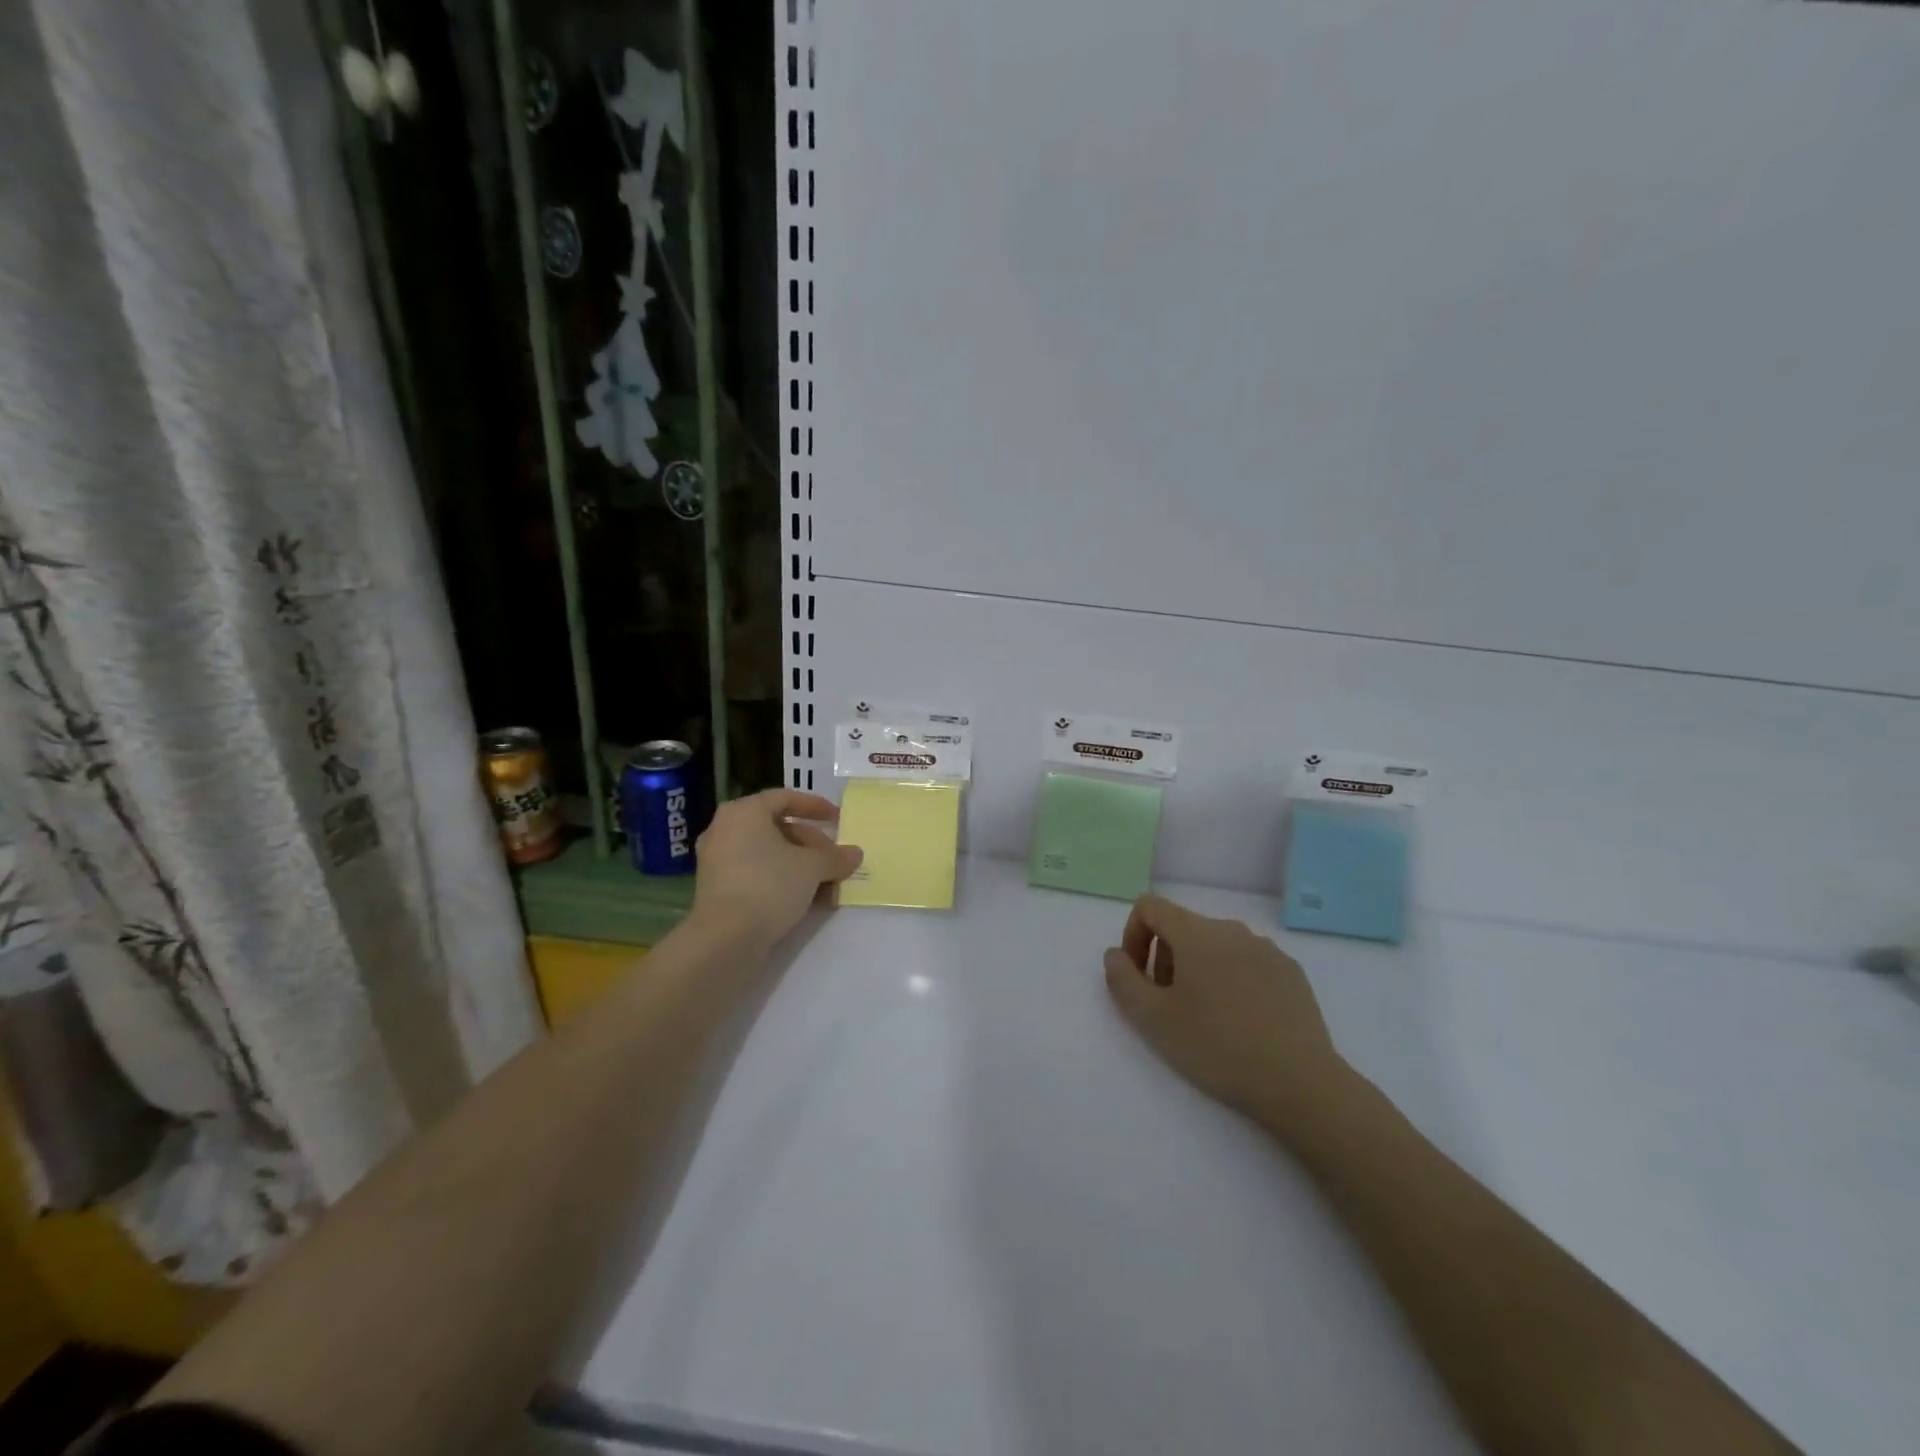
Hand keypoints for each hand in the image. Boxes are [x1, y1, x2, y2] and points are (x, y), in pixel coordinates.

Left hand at [691, 790, 862, 947]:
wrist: (726, 938)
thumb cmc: (770, 885)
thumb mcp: (812, 867)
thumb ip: (836, 857)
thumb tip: (855, 854)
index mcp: (744, 812)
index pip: (785, 798)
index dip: (815, 806)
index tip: (838, 819)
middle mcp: (725, 830)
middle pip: (777, 828)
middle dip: (811, 844)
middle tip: (835, 859)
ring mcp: (718, 861)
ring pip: (768, 854)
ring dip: (800, 866)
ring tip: (827, 883)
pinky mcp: (718, 890)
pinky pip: (756, 874)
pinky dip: (781, 880)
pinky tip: (807, 900)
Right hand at [1103, 895, 1350, 1136]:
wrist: (1300, 1083)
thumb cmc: (1217, 1047)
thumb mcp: (1153, 1019)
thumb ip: (1123, 979)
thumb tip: (1116, 955)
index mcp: (1196, 933)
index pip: (1150, 906)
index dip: (1133, 935)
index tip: (1137, 976)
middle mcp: (1232, 929)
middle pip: (1182, 927)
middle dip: (1165, 959)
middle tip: (1168, 1006)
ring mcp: (1267, 949)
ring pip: (1216, 946)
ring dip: (1198, 971)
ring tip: (1205, 1019)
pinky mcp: (1291, 973)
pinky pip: (1247, 963)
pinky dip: (1232, 981)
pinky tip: (1242, 1023)